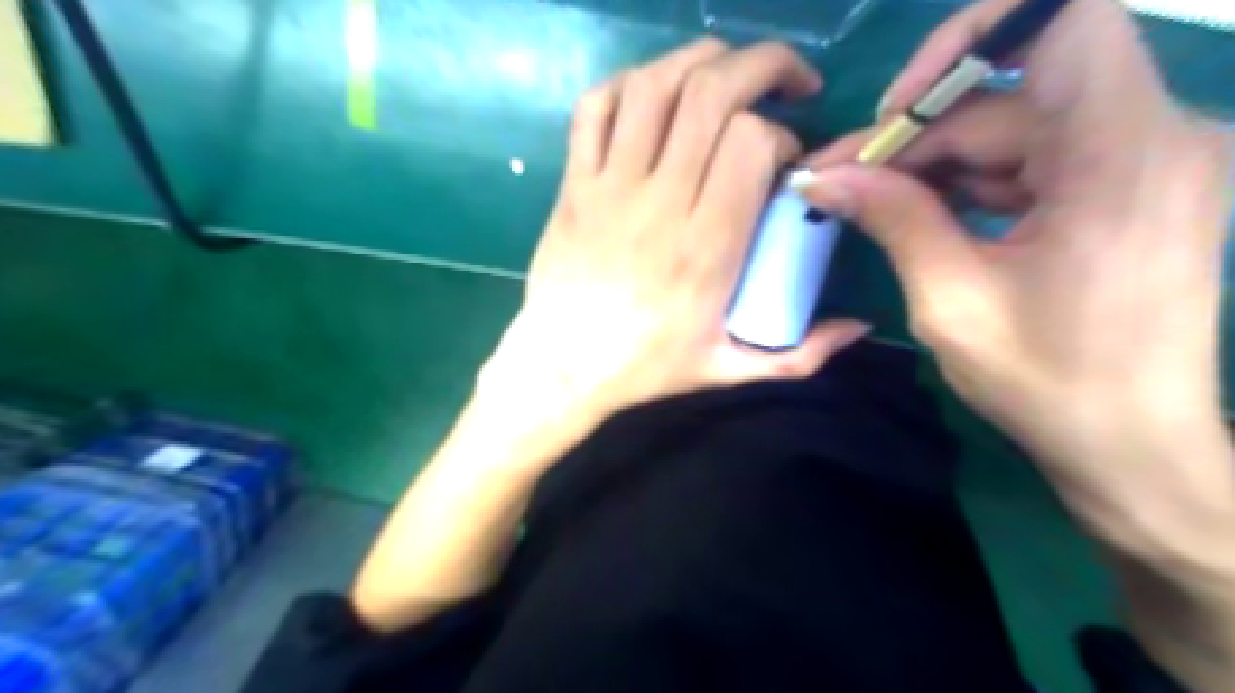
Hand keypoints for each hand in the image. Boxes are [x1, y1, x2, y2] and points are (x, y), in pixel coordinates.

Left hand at [473, 37, 865, 453]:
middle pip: (709, 94)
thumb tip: (860, 328)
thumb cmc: (645, 368)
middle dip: (761, 65)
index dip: (780, 134)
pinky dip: (628, 83)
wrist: (563, 367)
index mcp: (706, 247)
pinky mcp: (574, 185)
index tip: (785, 160)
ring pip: (652, 87)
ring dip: (700, 61)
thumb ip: (799, 354)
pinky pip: (594, 109)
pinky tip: (656, 95)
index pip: (750, 143)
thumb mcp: (728, 370)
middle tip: (787, 82)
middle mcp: (658, 204)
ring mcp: (608, 188)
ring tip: (729, 73)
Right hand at [797, 0, 1229, 518]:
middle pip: (1014, 94)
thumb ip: (893, 220)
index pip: (1066, 22)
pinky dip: (974, 181)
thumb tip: (823, 178)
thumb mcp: (951, 300)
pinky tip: (925, 215)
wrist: (1132, 446)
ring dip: (938, 162)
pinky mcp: (1129, 189)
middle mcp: (1154, 137)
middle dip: (920, 133)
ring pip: (1018, 128)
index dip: (970, 41)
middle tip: (842, 177)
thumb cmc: (1046, 381)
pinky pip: (1037, 159)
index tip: (895, 109)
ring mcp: (1145, 163)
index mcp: (1123, 156)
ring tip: (869, 202)